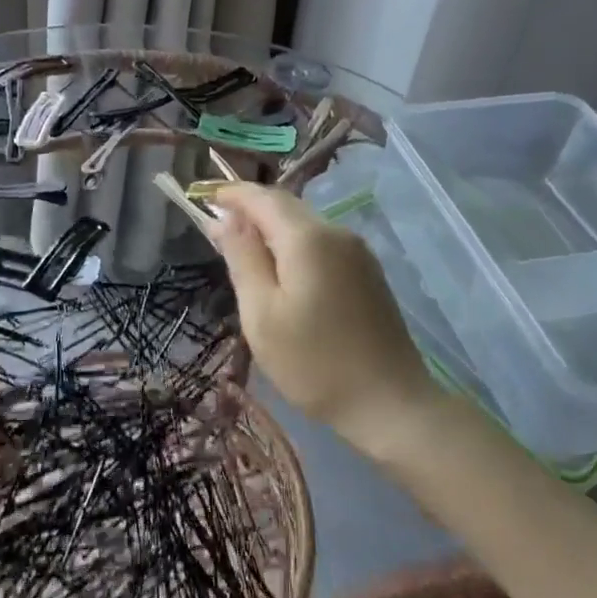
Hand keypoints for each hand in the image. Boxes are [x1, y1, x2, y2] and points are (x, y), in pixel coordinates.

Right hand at [208, 185, 441, 460]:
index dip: (233, 194)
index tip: (205, 199)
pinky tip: (283, 272)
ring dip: (272, 228)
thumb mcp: (262, 314)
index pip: (263, 197)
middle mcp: (336, 232)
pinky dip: (294, 245)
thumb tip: (225, 218)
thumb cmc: (314, 363)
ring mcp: (357, 252)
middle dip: (251, 209)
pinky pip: (322, 243)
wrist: (391, 403)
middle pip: (286, 206)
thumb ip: (243, 258)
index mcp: (308, 238)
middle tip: (219, 228)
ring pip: (305, 224)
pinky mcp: (367, 272)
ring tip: (245, 252)